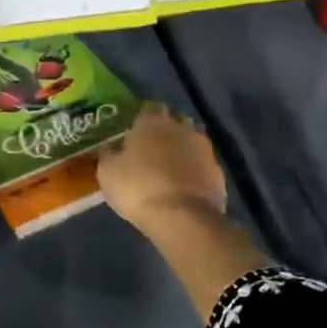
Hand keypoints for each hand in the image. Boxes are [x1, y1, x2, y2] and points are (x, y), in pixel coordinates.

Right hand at [98, 103, 226, 238]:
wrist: (182, 218)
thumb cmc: (138, 187)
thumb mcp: (108, 172)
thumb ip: (109, 154)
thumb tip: (110, 148)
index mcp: (152, 121)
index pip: (148, 108)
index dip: (140, 120)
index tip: (132, 133)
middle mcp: (181, 127)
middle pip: (173, 122)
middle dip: (164, 133)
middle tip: (150, 151)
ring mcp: (204, 149)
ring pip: (190, 143)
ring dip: (181, 152)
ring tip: (167, 171)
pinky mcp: (218, 172)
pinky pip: (202, 166)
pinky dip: (194, 173)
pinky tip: (183, 188)